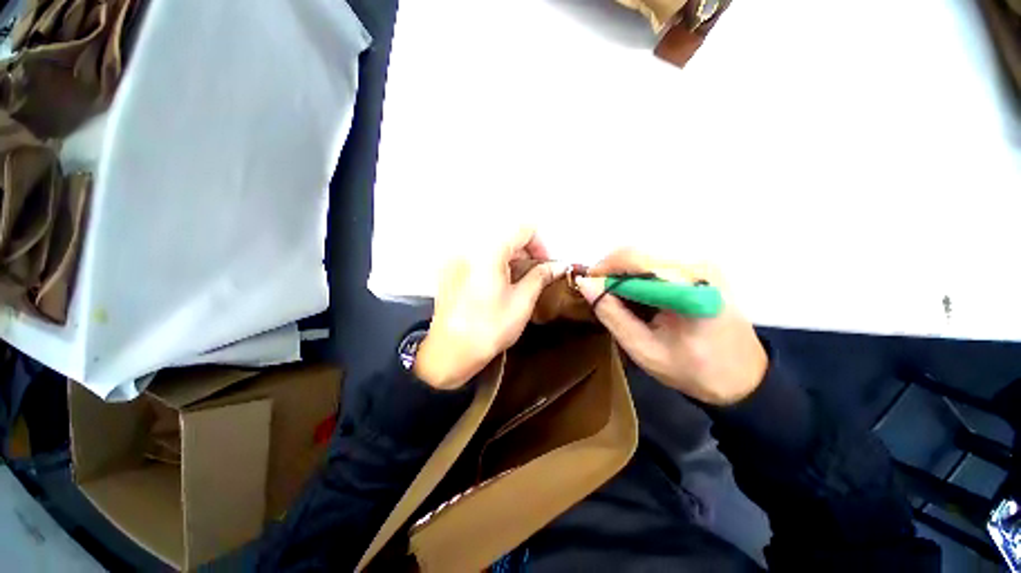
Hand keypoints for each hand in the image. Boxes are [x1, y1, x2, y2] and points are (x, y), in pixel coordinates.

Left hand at [415, 227, 565, 389]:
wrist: (450, 353)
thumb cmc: (489, 328)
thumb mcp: (521, 302)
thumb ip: (541, 277)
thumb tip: (559, 265)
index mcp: (488, 251)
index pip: (523, 229)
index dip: (540, 245)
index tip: (545, 266)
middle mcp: (469, 248)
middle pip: (506, 236)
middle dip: (526, 253)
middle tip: (535, 276)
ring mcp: (456, 259)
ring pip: (492, 247)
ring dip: (511, 259)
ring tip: (517, 283)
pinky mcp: (450, 271)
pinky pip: (478, 257)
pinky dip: (494, 265)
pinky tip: (497, 287)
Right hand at [575, 249, 767, 405]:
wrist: (744, 377)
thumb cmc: (694, 370)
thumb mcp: (643, 349)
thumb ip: (612, 313)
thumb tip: (585, 284)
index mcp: (688, 287)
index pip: (632, 260)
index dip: (603, 270)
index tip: (587, 287)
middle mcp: (698, 265)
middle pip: (637, 252)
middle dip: (611, 271)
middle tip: (599, 294)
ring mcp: (702, 262)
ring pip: (644, 254)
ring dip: (623, 272)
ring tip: (617, 297)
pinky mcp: (702, 266)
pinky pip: (657, 261)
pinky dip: (638, 275)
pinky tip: (637, 295)